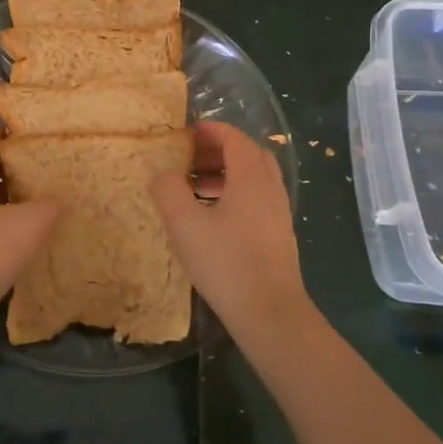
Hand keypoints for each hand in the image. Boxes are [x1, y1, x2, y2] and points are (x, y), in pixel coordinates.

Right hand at [150, 121, 310, 337]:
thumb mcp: (184, 224)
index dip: (212, 130)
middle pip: (250, 155)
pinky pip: (257, 200)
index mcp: (250, 178)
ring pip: (255, 179)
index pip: (235, 139)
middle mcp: (270, 190)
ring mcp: (278, 215)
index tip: (188, 131)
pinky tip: (214, 218)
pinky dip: (236, 195)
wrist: (270, 313)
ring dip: (227, 174)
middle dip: (220, 150)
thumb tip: (164, 173)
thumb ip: (169, 190)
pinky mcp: (278, 237)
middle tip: (191, 157)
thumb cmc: (226, 263)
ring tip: (196, 187)